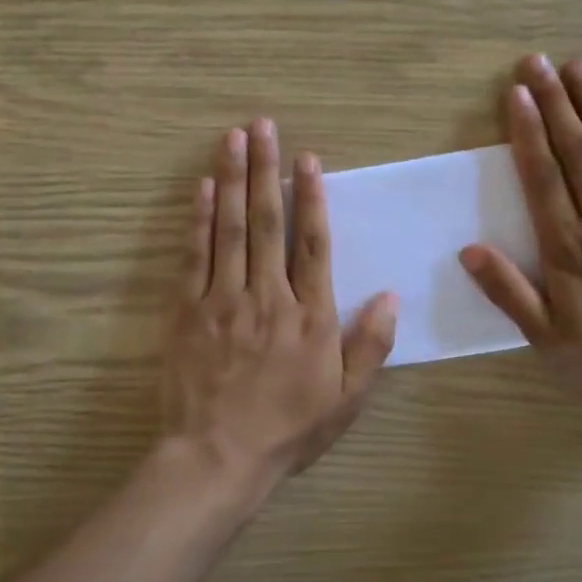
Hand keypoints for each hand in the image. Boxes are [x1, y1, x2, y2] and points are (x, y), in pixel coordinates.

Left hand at [162, 119, 397, 501]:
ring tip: (233, 138)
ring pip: (231, 229)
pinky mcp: (188, 311)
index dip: (312, 197)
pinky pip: (194, 257)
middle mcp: (268, 296)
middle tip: (262, 125)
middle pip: (269, 222)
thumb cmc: (288, 430)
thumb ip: (371, 346)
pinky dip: (199, 220)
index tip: (307, 159)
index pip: (313, 244)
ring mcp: (224, 300)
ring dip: (233, 180)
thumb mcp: (347, 399)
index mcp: (311, 316)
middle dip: (267, 169)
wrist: (218, 457)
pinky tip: (203, 189)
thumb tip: (392, 297)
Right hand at [459, 56, 581, 416]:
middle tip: (538, 62)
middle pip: (576, 150)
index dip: (528, 132)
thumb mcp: (548, 337)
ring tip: (579, 67)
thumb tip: (470, 250)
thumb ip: (509, 292)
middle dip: (555, 102)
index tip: (517, 94)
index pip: (542, 177)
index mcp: (567, 245)